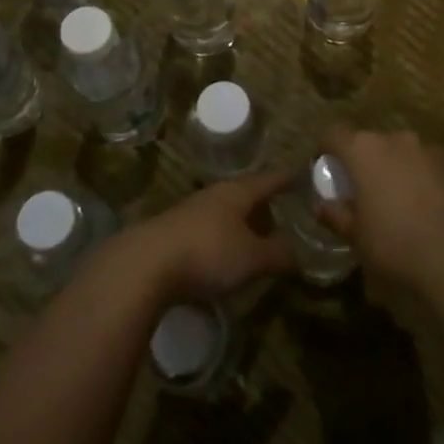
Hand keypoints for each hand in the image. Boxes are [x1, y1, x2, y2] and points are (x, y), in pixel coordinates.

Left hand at [125, 172, 295, 299]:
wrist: (144, 265)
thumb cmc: (208, 252)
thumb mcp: (252, 258)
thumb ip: (278, 255)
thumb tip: (298, 256)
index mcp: (237, 192)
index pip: (268, 180)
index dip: (285, 180)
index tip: (299, 177)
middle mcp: (213, 195)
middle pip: (244, 195)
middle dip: (262, 206)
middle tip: (280, 219)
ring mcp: (189, 212)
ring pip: (223, 213)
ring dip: (239, 225)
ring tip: (253, 242)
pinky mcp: (171, 233)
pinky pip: (205, 230)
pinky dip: (220, 239)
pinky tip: (221, 259)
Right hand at [318, 127, 443, 290]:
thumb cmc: (395, 242)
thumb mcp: (355, 236)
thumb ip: (336, 215)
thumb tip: (321, 205)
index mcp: (364, 150)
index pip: (333, 134)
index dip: (324, 150)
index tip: (323, 171)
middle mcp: (395, 139)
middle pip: (369, 143)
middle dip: (361, 163)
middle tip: (359, 192)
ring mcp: (428, 150)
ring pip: (399, 153)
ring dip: (392, 170)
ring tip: (393, 202)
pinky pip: (424, 166)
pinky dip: (417, 179)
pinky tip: (422, 209)